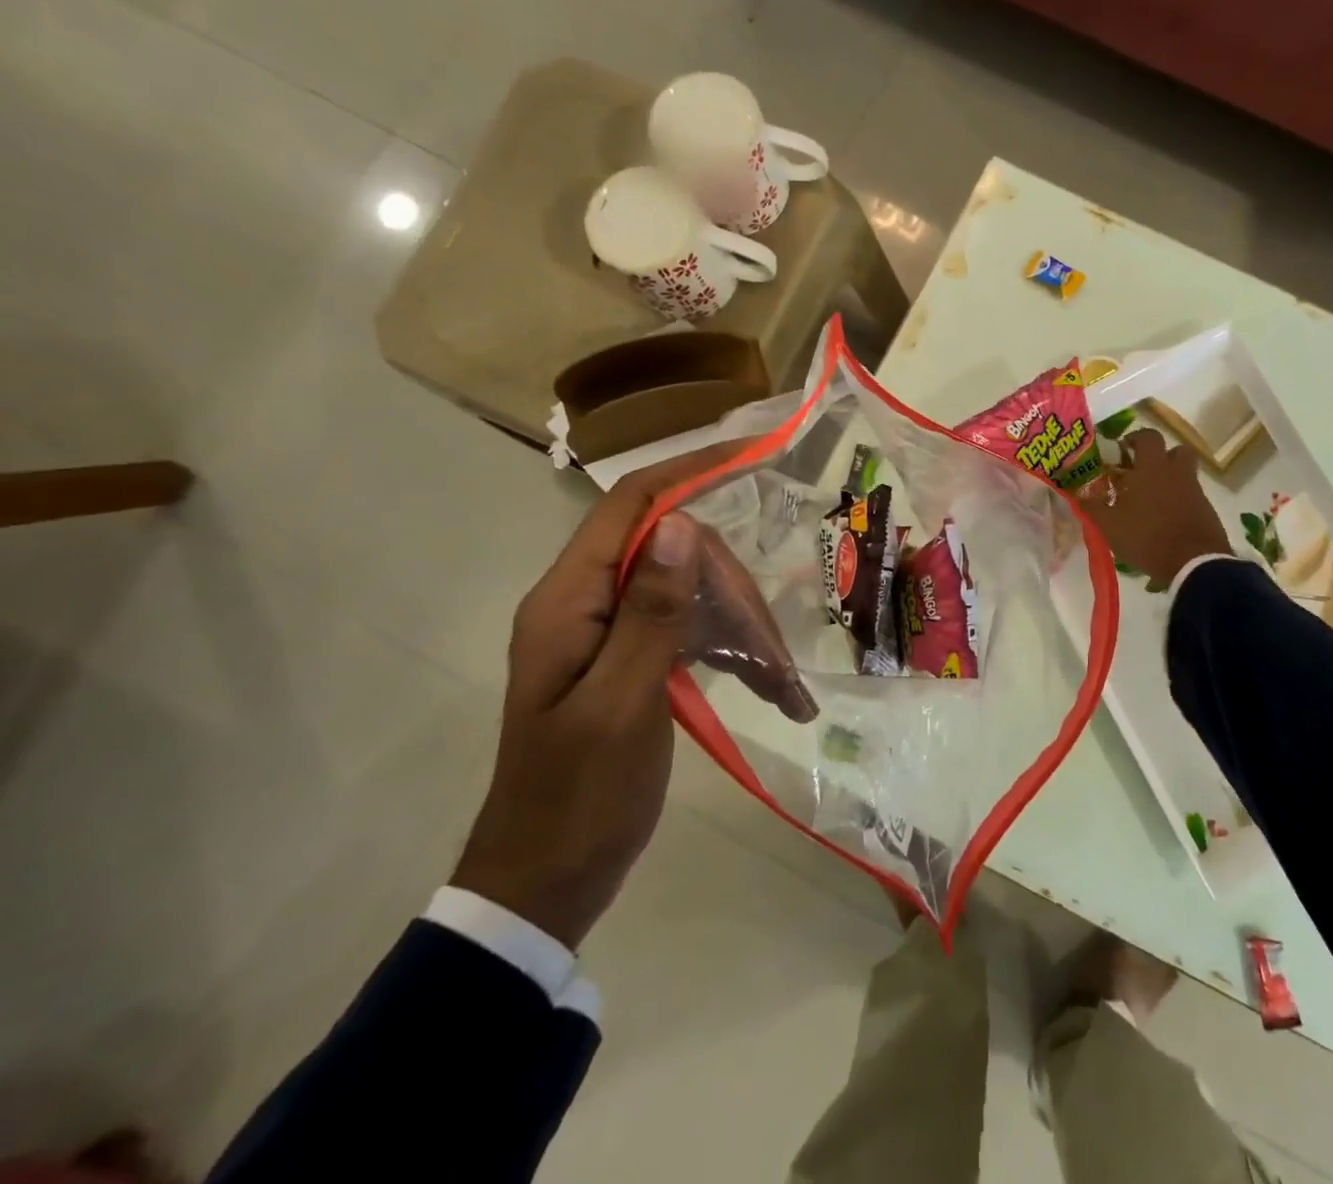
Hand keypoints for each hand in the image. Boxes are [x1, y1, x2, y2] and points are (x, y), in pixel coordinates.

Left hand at [451, 443, 812, 949]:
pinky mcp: (630, 662)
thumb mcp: (623, 704)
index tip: (748, 453)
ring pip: (688, 594)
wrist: (544, 885)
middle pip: (673, 555)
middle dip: (731, 590)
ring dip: (739, 626)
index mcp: (568, 602)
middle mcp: (585, 603)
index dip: (688, 471)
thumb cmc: (578, 798)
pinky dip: (728, 650)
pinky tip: (767, 687)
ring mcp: (609, 634)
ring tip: (783, 686)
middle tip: (774, 654)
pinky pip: (686, 631)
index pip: (631, 506)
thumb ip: (650, 612)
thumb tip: (680, 524)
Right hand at [1081, 429, 1231, 589]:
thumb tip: (1079, 492)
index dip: (1135, 439)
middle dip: (1160, 456)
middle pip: (1176, 450)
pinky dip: (1180, 500)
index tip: (1123, 450)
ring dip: (1171, 478)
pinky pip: (1191, 495)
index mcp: (1152, 467)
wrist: (1193, 563)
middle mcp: (1177, 472)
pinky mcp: (1206, 510)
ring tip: (1152, 498)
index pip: (1148, 436)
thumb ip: (1093, 506)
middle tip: (1142, 471)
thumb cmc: (1146, 537)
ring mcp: (1195, 491)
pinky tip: (1165, 519)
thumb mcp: (1109, 525)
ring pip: (1185, 473)